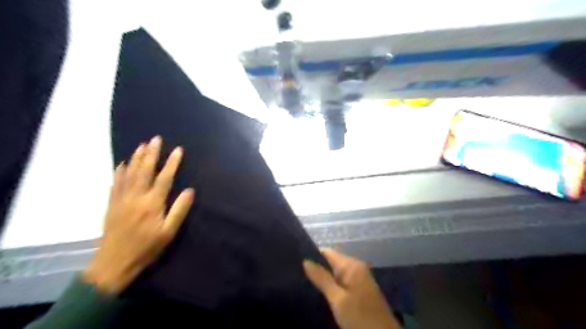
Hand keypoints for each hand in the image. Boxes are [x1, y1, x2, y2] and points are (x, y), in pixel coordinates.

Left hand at [84, 136, 194, 294]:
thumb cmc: (146, 248)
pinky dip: (119, 171)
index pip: (164, 178)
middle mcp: (136, 197)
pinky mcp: (112, 205)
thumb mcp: (168, 233)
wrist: (113, 263)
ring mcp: (121, 200)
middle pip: (144, 171)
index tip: (178, 150)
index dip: (172, 163)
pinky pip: (115, 183)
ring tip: (141, 145)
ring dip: (136, 158)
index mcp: (152, 204)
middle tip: (156, 139)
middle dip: (151, 154)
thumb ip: (179, 210)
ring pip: (129, 174)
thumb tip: (189, 191)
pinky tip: (121, 164)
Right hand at [302, 249, 402, 328]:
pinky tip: (318, 292)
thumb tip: (305, 261)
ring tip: (303, 283)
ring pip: (335, 273)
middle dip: (316, 268)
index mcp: (352, 265)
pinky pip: (341, 282)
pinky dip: (330, 286)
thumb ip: (322, 279)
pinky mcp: (359, 290)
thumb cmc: (360, 318)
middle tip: (297, 275)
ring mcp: (359, 279)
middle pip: (331, 262)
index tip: (296, 262)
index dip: (312, 256)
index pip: (327, 252)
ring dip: (322, 278)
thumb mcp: (338, 299)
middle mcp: (356, 267)